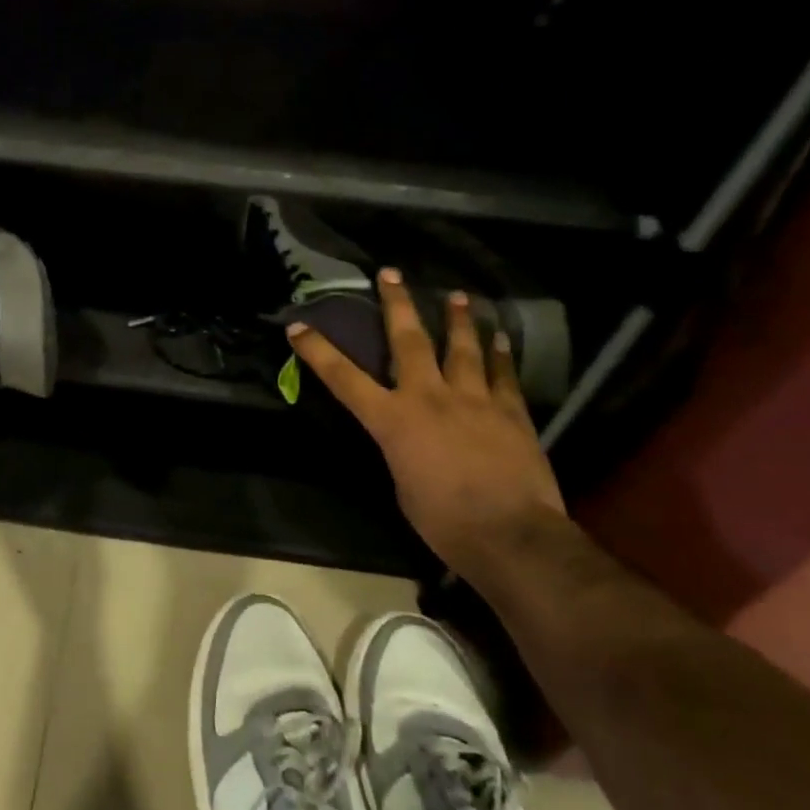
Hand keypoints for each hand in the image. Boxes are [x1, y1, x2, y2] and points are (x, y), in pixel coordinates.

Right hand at [286, 270, 566, 565]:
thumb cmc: (444, 523)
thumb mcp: (403, 486)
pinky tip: (500, 336)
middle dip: (397, 304)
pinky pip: (503, 374)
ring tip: (456, 295)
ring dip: (456, 319)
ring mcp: (473, 400)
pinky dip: (500, 354)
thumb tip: (408, 441)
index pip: (344, 379)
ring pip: (461, 348)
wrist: (511, 536)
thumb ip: (401, 451)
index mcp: (393, 421)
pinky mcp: (510, 411)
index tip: (299, 326)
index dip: (318, 351)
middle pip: (408, 341)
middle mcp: (428, 397)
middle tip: (391, 273)